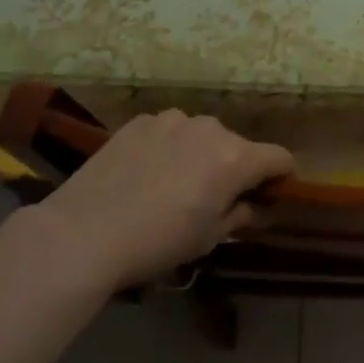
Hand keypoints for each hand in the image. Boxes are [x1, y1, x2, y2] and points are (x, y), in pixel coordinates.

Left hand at [36, 111, 293, 288]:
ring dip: (200, 154)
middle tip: (212, 198)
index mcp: (236, 158)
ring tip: (173, 184)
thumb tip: (255, 206)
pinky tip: (145, 173)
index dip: (280, 177)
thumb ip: (241, 215)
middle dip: (234, 167)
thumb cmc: (157, 242)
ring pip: (202, 135)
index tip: (268, 195)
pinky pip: (170, 131)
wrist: (83, 231)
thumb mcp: (208, 239)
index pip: (280, 157)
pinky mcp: (141, 121)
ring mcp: (173, 120)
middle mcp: (211, 129)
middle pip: (238, 145)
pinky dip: (169, 147)